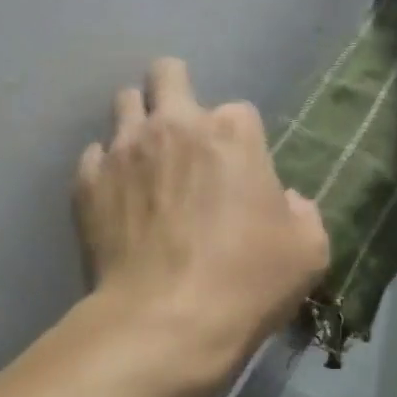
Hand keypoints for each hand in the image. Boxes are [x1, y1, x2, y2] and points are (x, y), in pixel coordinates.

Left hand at [74, 59, 328, 379]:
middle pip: (167, 73)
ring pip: (124, 102)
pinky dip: (107, 167)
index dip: (241, 140)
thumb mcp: (308, 251)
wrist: (164, 323)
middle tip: (181, 128)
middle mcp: (174, 125)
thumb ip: (303, 213)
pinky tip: (117, 197)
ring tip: (146, 157)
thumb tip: (286, 202)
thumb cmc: (246, 282)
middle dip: (175, 88)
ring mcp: (125, 150)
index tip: (240, 172)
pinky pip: (94, 155)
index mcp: (232, 133)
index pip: (239, 110)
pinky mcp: (88, 182)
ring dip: (138, 121)